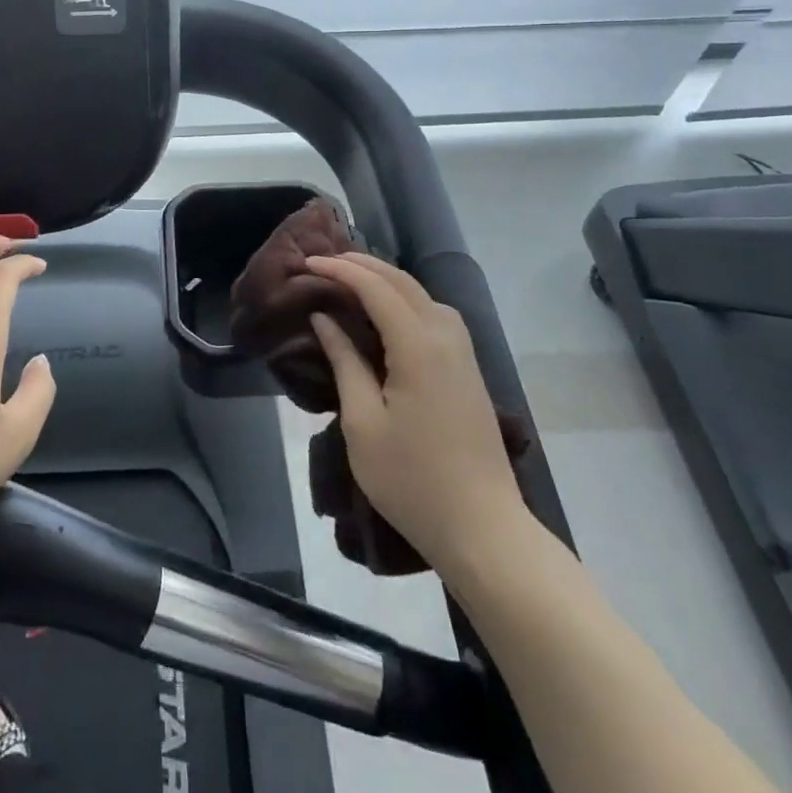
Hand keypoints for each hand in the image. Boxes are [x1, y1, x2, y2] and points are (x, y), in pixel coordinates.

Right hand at [307, 253, 536, 573]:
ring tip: (350, 280)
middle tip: (323, 263)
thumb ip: (344, 361)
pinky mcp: (468, 369)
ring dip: (386, 279)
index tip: (307, 263)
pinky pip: (435, 314)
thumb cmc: (412, 480)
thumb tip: (325, 318)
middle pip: (402, 281)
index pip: (375, 287)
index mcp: (418, 346)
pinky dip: (405, 299)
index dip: (340, 270)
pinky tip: (388, 313)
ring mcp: (463, 353)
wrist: (484, 530)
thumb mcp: (363, 423)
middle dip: (362, 265)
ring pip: (423, 294)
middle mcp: (446, 337)